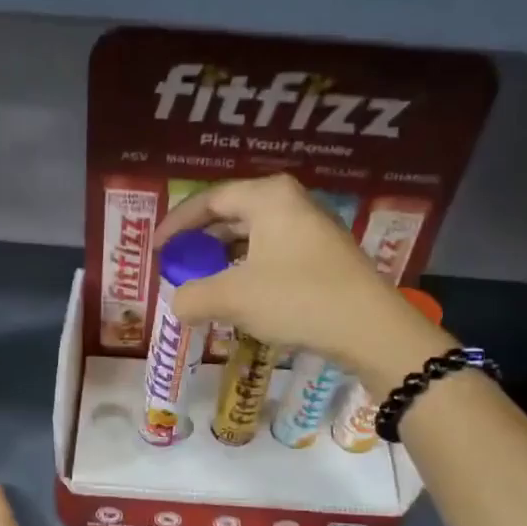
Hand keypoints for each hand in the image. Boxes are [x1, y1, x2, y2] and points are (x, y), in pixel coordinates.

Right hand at [153, 174, 453, 376]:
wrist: (370, 329)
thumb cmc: (296, 298)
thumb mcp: (233, 298)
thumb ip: (193, 297)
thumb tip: (177, 303)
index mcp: (268, 197)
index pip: (209, 200)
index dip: (177, 224)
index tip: (156, 249)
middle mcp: (292, 203)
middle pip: (232, 215)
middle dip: (201, 242)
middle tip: (179, 266)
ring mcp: (313, 229)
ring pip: (254, 238)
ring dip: (225, 260)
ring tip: (205, 285)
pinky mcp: (326, 257)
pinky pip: (274, 256)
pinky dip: (249, 272)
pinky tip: (241, 299)